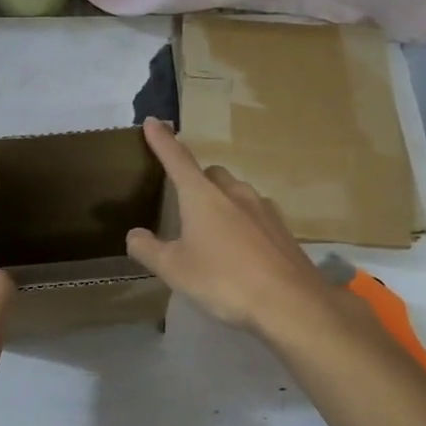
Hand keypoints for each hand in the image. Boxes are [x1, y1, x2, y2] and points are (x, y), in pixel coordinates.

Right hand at [126, 119, 364, 341]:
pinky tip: (241, 250)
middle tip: (184, 206)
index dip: (162, 140)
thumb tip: (134, 235)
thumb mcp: (174, 269)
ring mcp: (263, 209)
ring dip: (221, 203)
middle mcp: (233, 193)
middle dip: (196, 181)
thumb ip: (148, 250)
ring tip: (212, 234)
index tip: (153, 122)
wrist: (290, 303)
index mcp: (202, 196)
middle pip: (210, 174)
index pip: (177, 159)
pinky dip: (242, 223)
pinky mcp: (282, 229)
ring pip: (236, 194)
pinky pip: (255, 215)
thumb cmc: (223, 280)